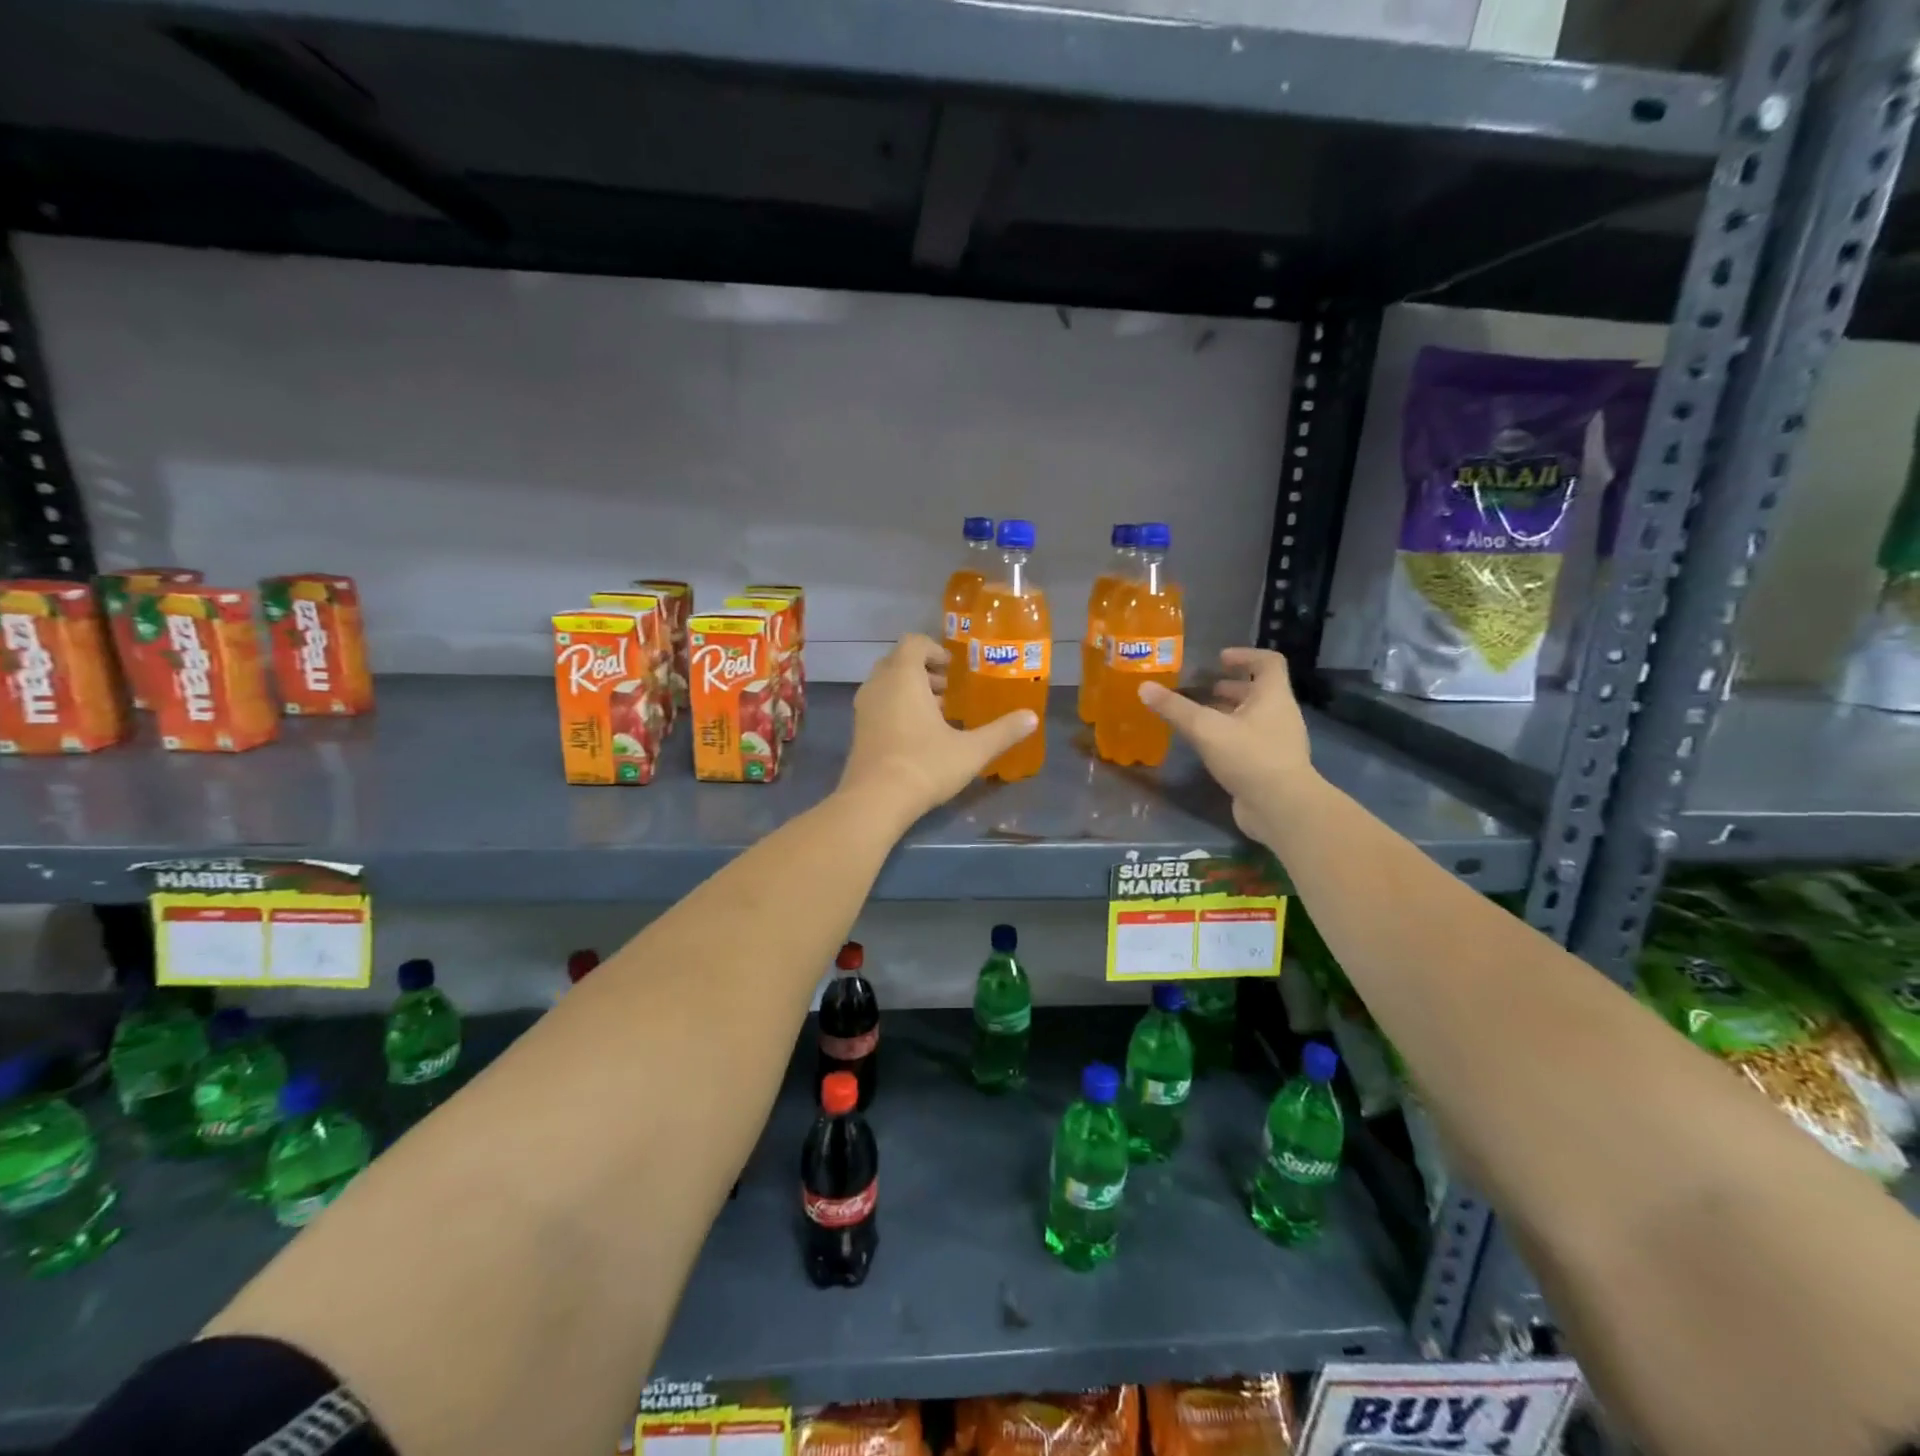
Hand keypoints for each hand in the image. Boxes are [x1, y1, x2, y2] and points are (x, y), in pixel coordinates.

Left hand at [837, 633, 1038, 824]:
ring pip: (886, 684)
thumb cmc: (925, 765)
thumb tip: (1032, 718)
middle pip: (898, 661)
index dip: (934, 650)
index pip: (913, 643)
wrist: (875, 800)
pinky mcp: (858, 730)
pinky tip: (919, 735)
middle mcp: (878, 685)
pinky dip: (897, 707)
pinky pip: (879, 704)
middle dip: (924, 670)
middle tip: (949, 690)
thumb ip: (1002, 731)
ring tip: (938, 713)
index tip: (953, 669)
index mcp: (903, 677)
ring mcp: (864, 708)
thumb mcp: (972, 750)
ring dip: (910, 690)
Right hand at [1140, 647, 1319, 845]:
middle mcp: (1279, 714)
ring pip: (1251, 717)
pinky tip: (1205, 746)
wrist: (1281, 807)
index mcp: (1273, 696)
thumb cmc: (1249, 756)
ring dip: (1226, 712)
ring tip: (1197, 716)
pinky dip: (1228, 736)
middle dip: (1229, 687)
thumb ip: (1175, 708)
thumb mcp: (1206, 728)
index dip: (1245, 655)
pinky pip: (1248, 741)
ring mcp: (1277, 742)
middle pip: (1257, 691)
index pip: (1268, 662)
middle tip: (1200, 688)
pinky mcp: (1269, 765)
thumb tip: (1144, 687)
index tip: (1219, 658)